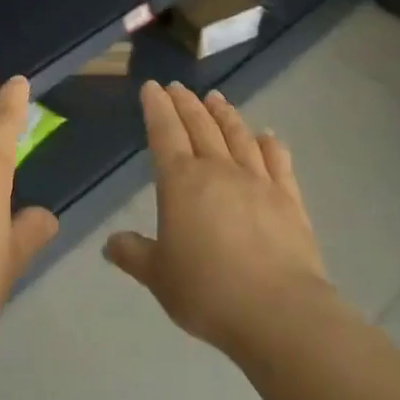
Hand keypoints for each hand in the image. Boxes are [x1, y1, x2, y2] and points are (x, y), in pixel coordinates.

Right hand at [104, 80, 332, 360]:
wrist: (279, 312)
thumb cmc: (207, 291)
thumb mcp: (158, 277)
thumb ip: (133, 254)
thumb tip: (110, 244)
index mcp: (181, 182)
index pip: (164, 132)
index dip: (157, 108)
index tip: (152, 87)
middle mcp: (218, 170)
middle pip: (200, 125)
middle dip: (186, 103)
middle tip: (177, 87)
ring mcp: (258, 181)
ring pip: (237, 135)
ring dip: (224, 114)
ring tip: (215, 98)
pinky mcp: (289, 199)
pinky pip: (277, 161)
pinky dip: (269, 144)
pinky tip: (266, 135)